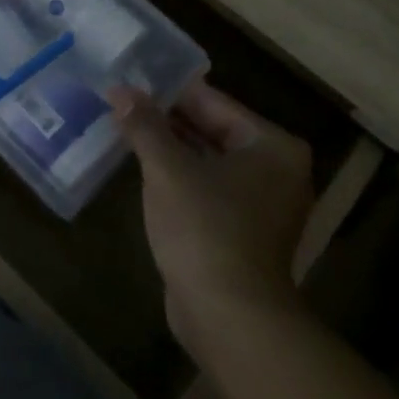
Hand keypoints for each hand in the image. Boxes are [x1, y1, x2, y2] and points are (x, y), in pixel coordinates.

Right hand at [111, 81, 313, 359]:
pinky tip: (145, 169)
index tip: (134, 80)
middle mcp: (278, 170)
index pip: (215, 103)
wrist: (229, 318)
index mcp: (273, 146)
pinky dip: (182, 178)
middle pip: (215, 131)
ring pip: (210, 161)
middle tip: (125, 103)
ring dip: (172, 149)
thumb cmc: (205, 230)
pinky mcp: (247, 232)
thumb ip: (144, 126)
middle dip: (169, 120)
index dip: (170, 92)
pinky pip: (210, 189)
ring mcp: (265, 204)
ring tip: (128, 129)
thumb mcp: (168, 170)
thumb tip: (120, 90)